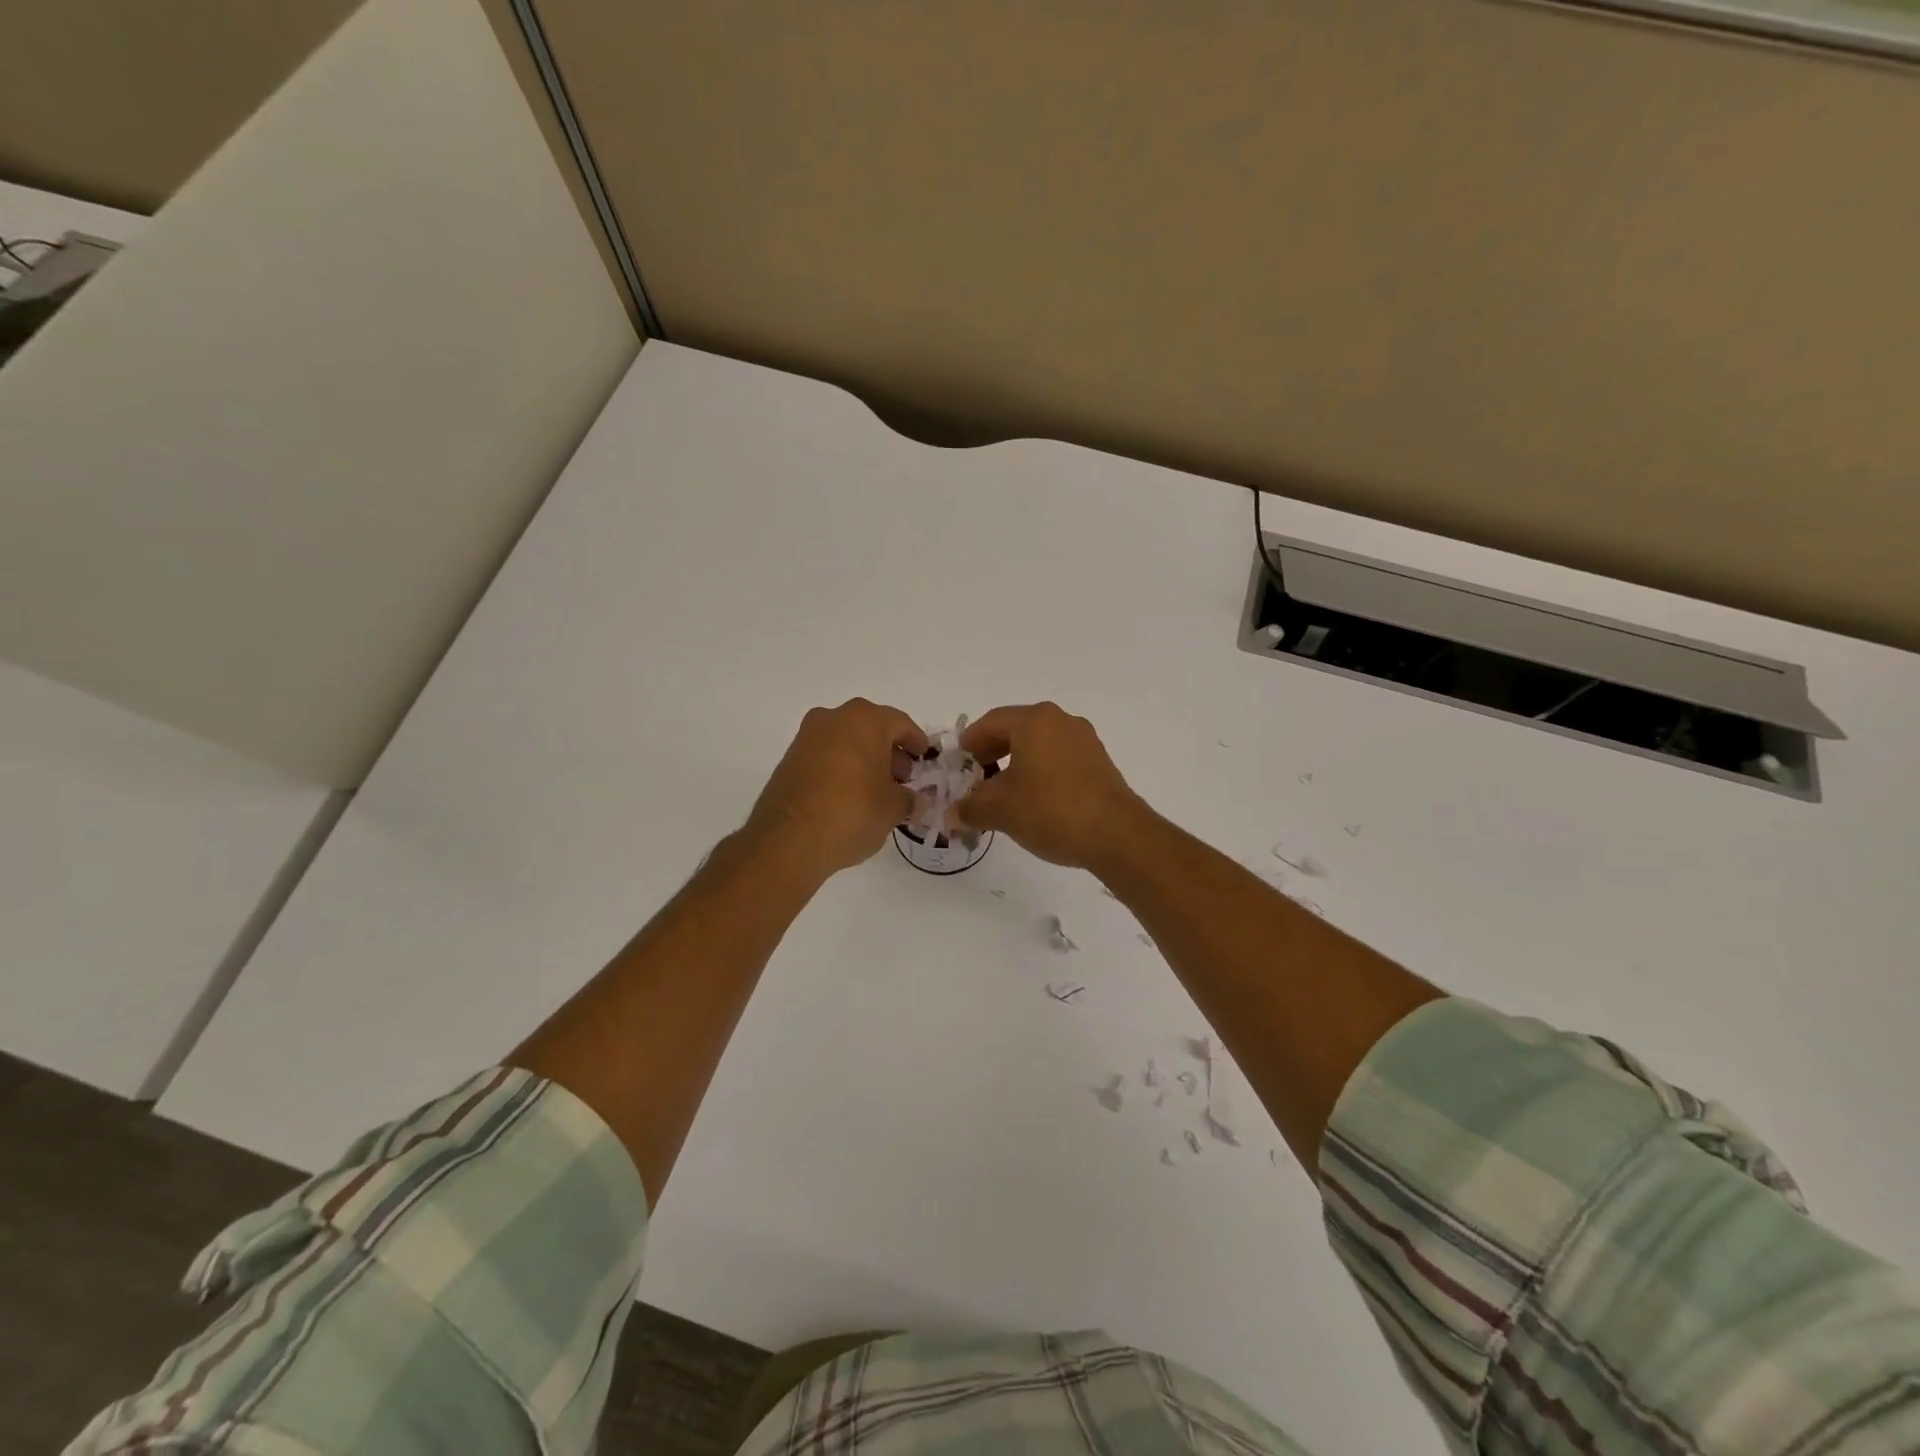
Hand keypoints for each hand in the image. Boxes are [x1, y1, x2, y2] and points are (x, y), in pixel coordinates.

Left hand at [744, 699, 927, 877]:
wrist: (788, 839)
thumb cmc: (851, 813)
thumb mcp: (892, 809)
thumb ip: (908, 799)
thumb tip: (913, 801)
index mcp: (865, 720)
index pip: (900, 724)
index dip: (916, 742)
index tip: (924, 759)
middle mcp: (834, 718)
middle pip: (871, 728)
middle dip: (890, 751)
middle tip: (902, 778)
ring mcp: (807, 736)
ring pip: (847, 740)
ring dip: (865, 759)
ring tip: (877, 789)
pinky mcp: (790, 758)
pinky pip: (826, 755)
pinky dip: (842, 767)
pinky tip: (851, 793)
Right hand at [955, 703, 1148, 870]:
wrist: (1115, 834)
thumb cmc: (1050, 809)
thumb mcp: (1000, 810)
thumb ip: (970, 807)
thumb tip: (952, 813)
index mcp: (1034, 720)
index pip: (991, 722)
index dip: (969, 743)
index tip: (958, 763)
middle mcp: (1061, 721)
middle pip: (1016, 730)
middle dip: (992, 753)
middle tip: (976, 778)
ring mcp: (1085, 741)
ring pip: (1039, 745)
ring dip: (1017, 764)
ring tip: (1002, 793)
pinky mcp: (1099, 763)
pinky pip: (1059, 760)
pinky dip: (1040, 772)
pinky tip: (1033, 800)